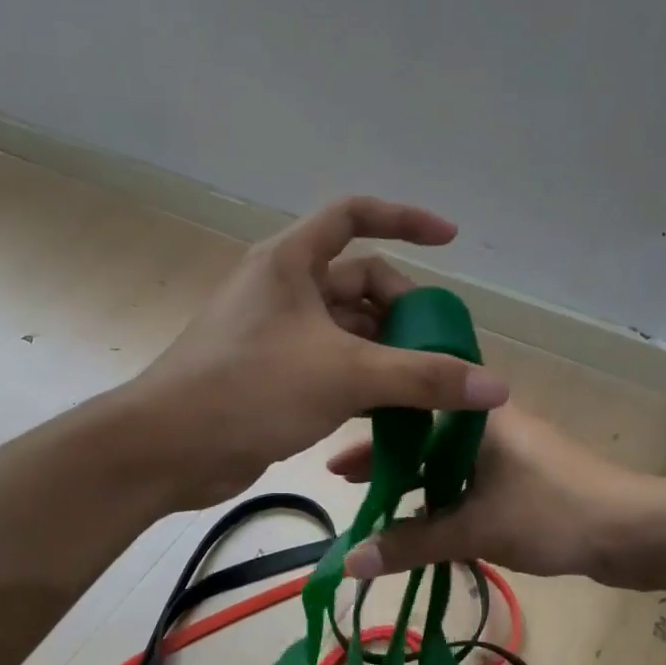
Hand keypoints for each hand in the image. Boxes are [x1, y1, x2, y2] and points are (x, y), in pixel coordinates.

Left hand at [135, 197, 509, 507]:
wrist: (167, 448)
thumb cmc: (251, 388)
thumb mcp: (346, 375)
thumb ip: (424, 378)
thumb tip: (497, 388)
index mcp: (291, 262)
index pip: (355, 215)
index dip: (405, 219)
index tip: (450, 241)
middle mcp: (283, 289)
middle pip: (360, 283)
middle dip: (404, 313)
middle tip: (441, 354)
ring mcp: (276, 333)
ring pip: (348, 330)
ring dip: (388, 354)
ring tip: (429, 388)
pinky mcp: (273, 373)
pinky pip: (332, 364)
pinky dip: (364, 381)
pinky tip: (393, 412)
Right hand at [332, 405, 657, 583]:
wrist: (636, 531)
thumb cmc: (553, 513)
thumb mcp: (475, 528)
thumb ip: (412, 543)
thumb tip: (350, 562)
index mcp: (474, 415)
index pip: (407, 408)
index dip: (367, 432)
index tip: (334, 458)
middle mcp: (487, 423)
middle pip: (421, 435)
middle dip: (384, 458)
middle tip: (344, 481)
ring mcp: (506, 448)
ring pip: (443, 460)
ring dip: (412, 480)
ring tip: (375, 503)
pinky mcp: (520, 475)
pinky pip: (466, 478)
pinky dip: (440, 494)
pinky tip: (422, 518)